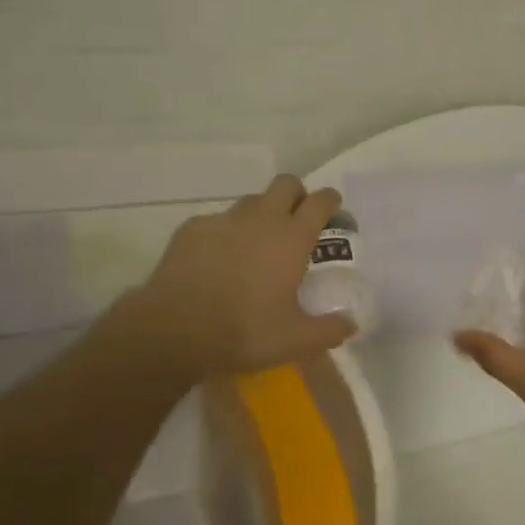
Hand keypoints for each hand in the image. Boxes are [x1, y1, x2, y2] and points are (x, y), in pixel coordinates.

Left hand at [99, 175, 356, 384]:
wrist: (174, 330)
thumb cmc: (244, 331)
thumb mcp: (295, 341)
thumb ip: (329, 331)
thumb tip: (350, 324)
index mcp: (292, 238)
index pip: (320, 202)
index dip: (331, 201)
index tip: (333, 209)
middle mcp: (261, 219)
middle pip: (286, 184)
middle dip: (296, 195)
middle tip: (297, 220)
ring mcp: (224, 220)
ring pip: (251, 200)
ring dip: (261, 213)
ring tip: (257, 243)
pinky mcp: (192, 229)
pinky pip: (217, 220)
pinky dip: (225, 233)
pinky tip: (218, 259)